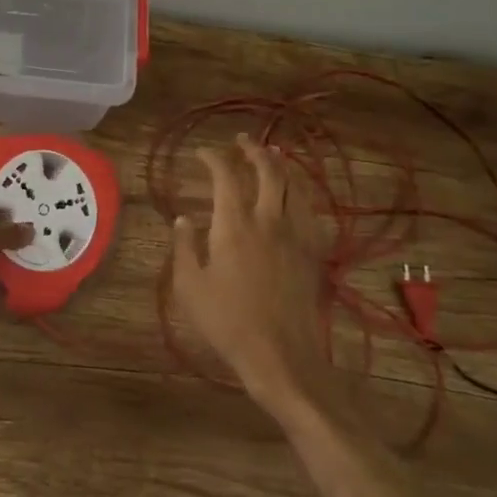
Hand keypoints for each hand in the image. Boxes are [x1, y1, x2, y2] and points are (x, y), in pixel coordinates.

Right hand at [170, 136, 330, 416]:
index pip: (224, 177)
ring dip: (281, 165)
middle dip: (254, 150)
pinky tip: (295, 196)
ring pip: (294, 186)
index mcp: (234, 225)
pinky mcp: (313, 253)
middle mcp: (268, 221)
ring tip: (272, 156)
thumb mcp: (190, 286)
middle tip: (242, 141)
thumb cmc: (227, 322)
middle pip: (268, 171)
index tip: (202, 152)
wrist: (281, 356)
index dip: (213, 158)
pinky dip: (299, 193)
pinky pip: (309, 210)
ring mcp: (295, 236)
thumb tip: (183, 219)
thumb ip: (184, 247)